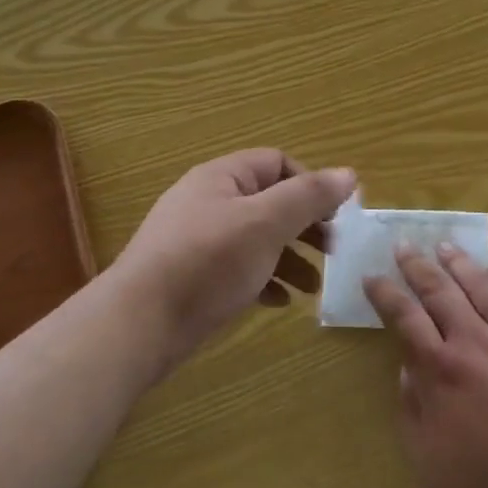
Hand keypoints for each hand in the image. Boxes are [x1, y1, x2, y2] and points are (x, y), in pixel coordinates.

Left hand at [113, 149, 354, 367]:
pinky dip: (263, 280)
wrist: (138, 325)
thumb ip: (309, 196)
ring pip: (256, 239)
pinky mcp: (192, 277)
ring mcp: (197, 241)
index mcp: (222, 177)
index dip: (310, 184)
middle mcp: (208, 202)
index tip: (336, 216)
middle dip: (305, 225)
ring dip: (289, 258)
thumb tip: (349, 174)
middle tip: (332, 251)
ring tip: (313, 287)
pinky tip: (279, 302)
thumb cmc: (208, 262)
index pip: (277, 162)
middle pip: (269, 202)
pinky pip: (238, 269)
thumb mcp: (266, 223)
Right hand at [364, 247, 487, 487]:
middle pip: (441, 291)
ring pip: (482, 286)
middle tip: (403, 245)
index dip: (385, 294)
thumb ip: (412, 410)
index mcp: (442, 371)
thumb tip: (407, 366)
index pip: (405, 317)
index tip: (372, 276)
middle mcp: (477, 342)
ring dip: (459, 263)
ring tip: (444, 245)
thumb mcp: (431, 465)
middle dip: (417, 266)